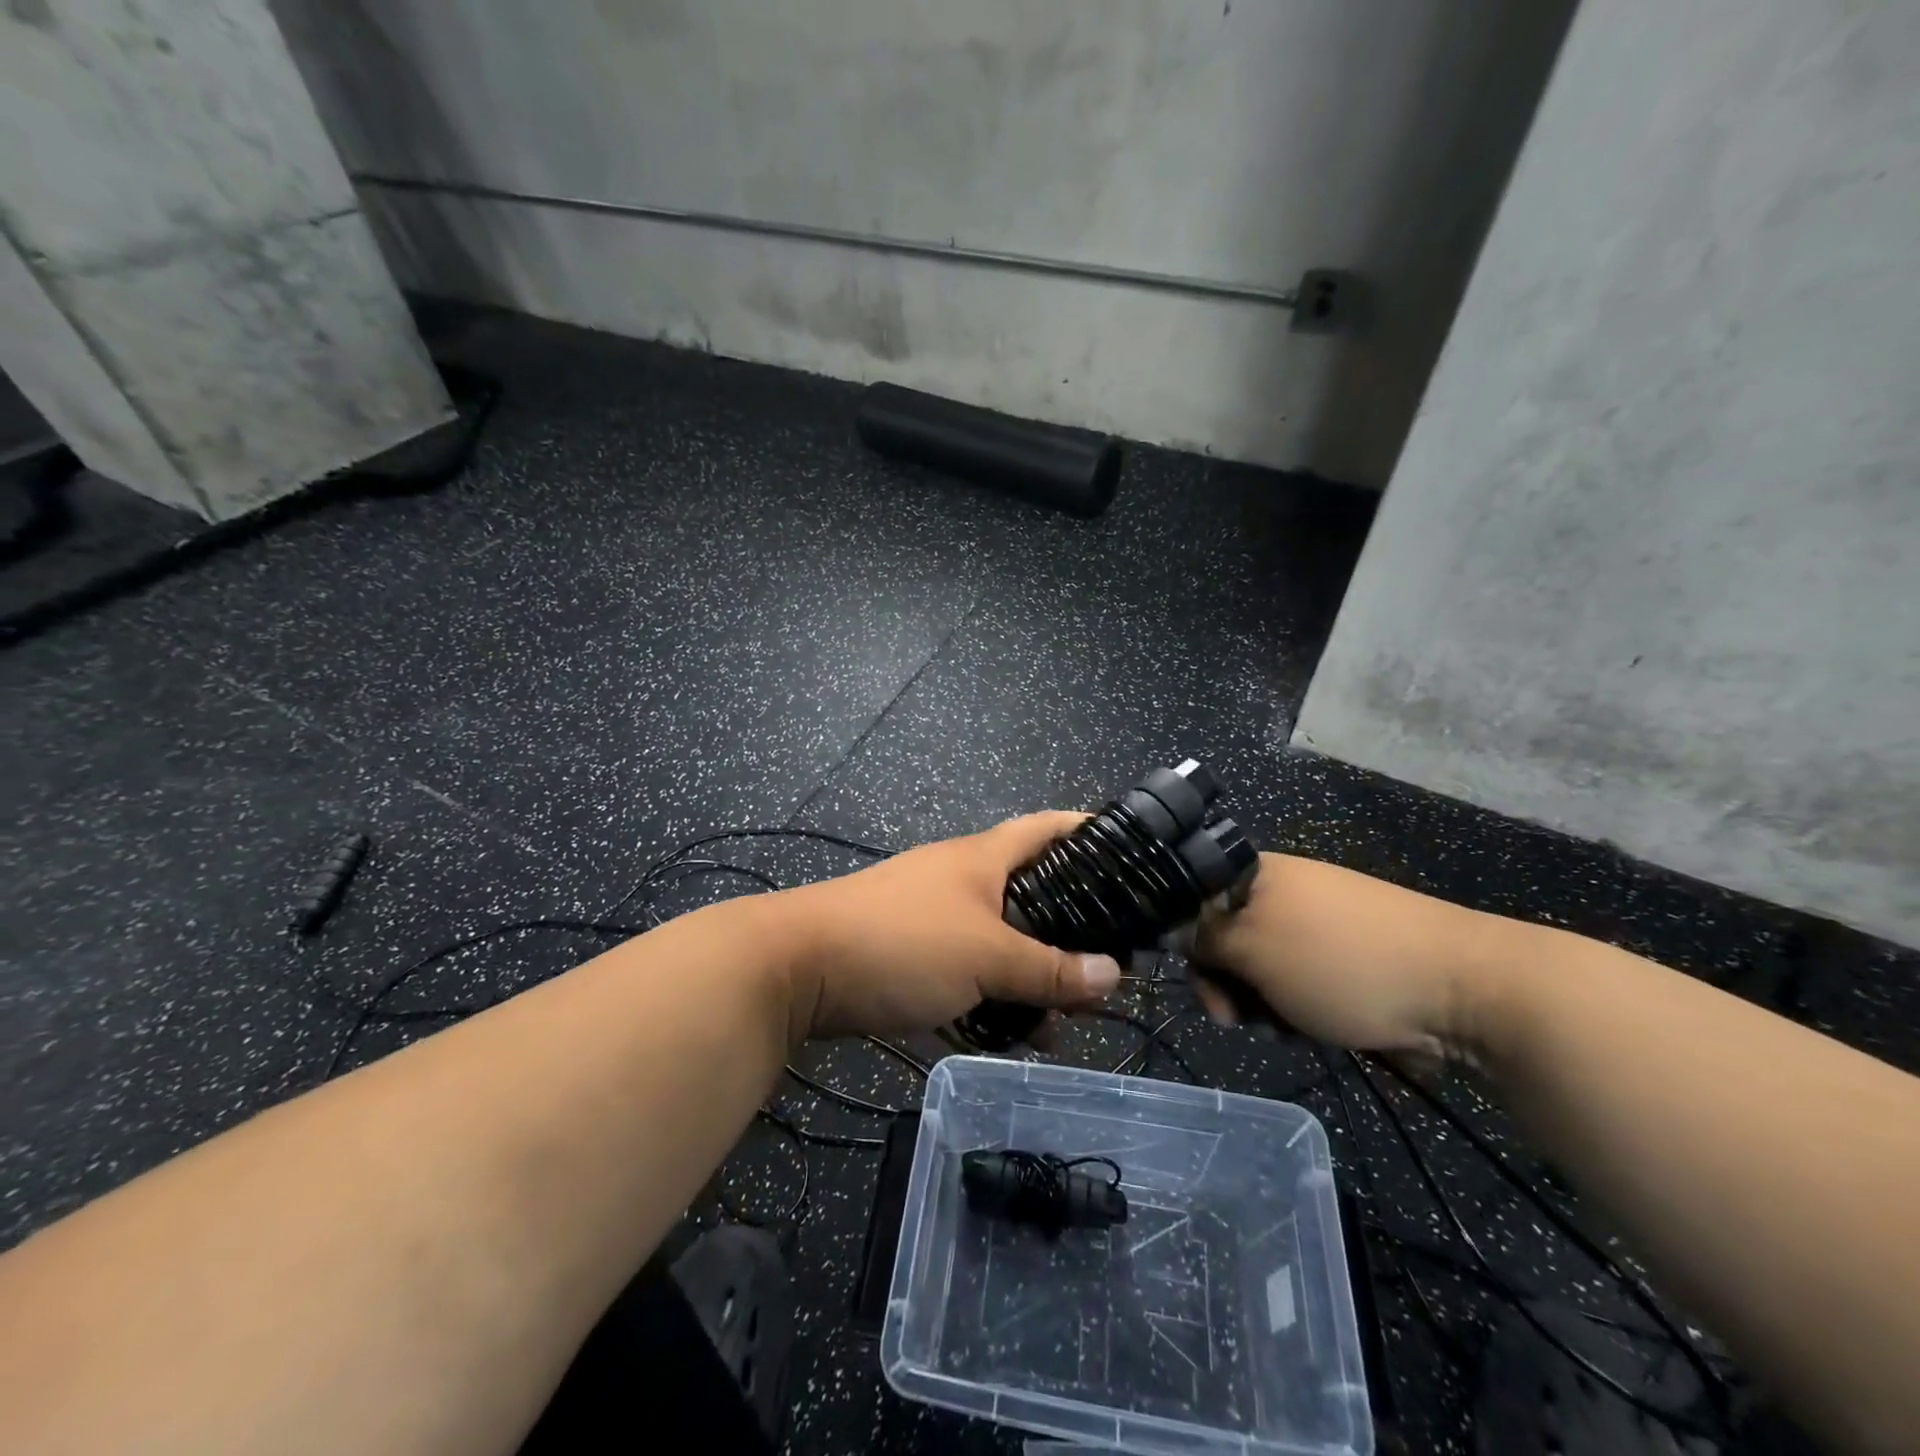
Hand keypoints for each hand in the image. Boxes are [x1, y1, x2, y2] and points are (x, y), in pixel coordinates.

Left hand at [777, 813, 1120, 1041]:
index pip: (1048, 828)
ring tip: (1061, 1022)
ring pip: (1001, 940)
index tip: (1134, 858)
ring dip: (1031, 976)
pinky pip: (967, 970)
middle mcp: (961, 878)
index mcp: (983, 858)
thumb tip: (1113, 975)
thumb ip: (1049, 969)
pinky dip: (991, 995)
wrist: (796, 967)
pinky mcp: (910, 953)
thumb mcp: (985, 956)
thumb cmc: (901, 942)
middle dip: (1070, 932)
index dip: (1090, 833)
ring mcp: (933, 916)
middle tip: (1107, 970)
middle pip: (1032, 893)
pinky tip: (1009, 1033)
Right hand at [1191, 853, 1504, 1061]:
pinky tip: (1306, 1029)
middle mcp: (1281, 892)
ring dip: (1258, 1003)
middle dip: (1224, 982)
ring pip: (1258, 967)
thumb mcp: (1252, 949)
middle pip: (1223, 937)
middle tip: (1232, 1017)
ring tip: (1279, 1027)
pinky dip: (1291, 1008)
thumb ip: (1201, 939)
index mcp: (1256, 873)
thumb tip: (1165, 930)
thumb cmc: (1339, 960)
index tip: (1193, 978)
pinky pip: (1293, 982)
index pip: (1192, 897)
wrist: (1461, 991)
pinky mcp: (1341, 960)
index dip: (1183, 938)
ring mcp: (1315, 927)